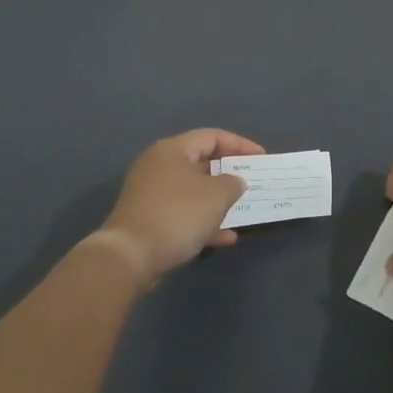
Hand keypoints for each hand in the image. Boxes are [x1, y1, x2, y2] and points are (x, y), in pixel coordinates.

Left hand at [97, 129, 265, 286]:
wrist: (130, 256)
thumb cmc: (177, 215)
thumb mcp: (216, 195)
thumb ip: (232, 183)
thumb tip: (234, 181)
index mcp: (173, 150)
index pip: (212, 136)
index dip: (240, 144)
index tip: (262, 158)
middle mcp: (160, 166)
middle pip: (202, 162)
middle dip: (229, 173)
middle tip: (253, 182)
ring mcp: (152, 194)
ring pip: (194, 191)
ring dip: (218, 201)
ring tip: (243, 210)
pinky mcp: (149, 219)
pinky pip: (183, 214)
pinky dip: (204, 221)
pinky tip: (226, 238)